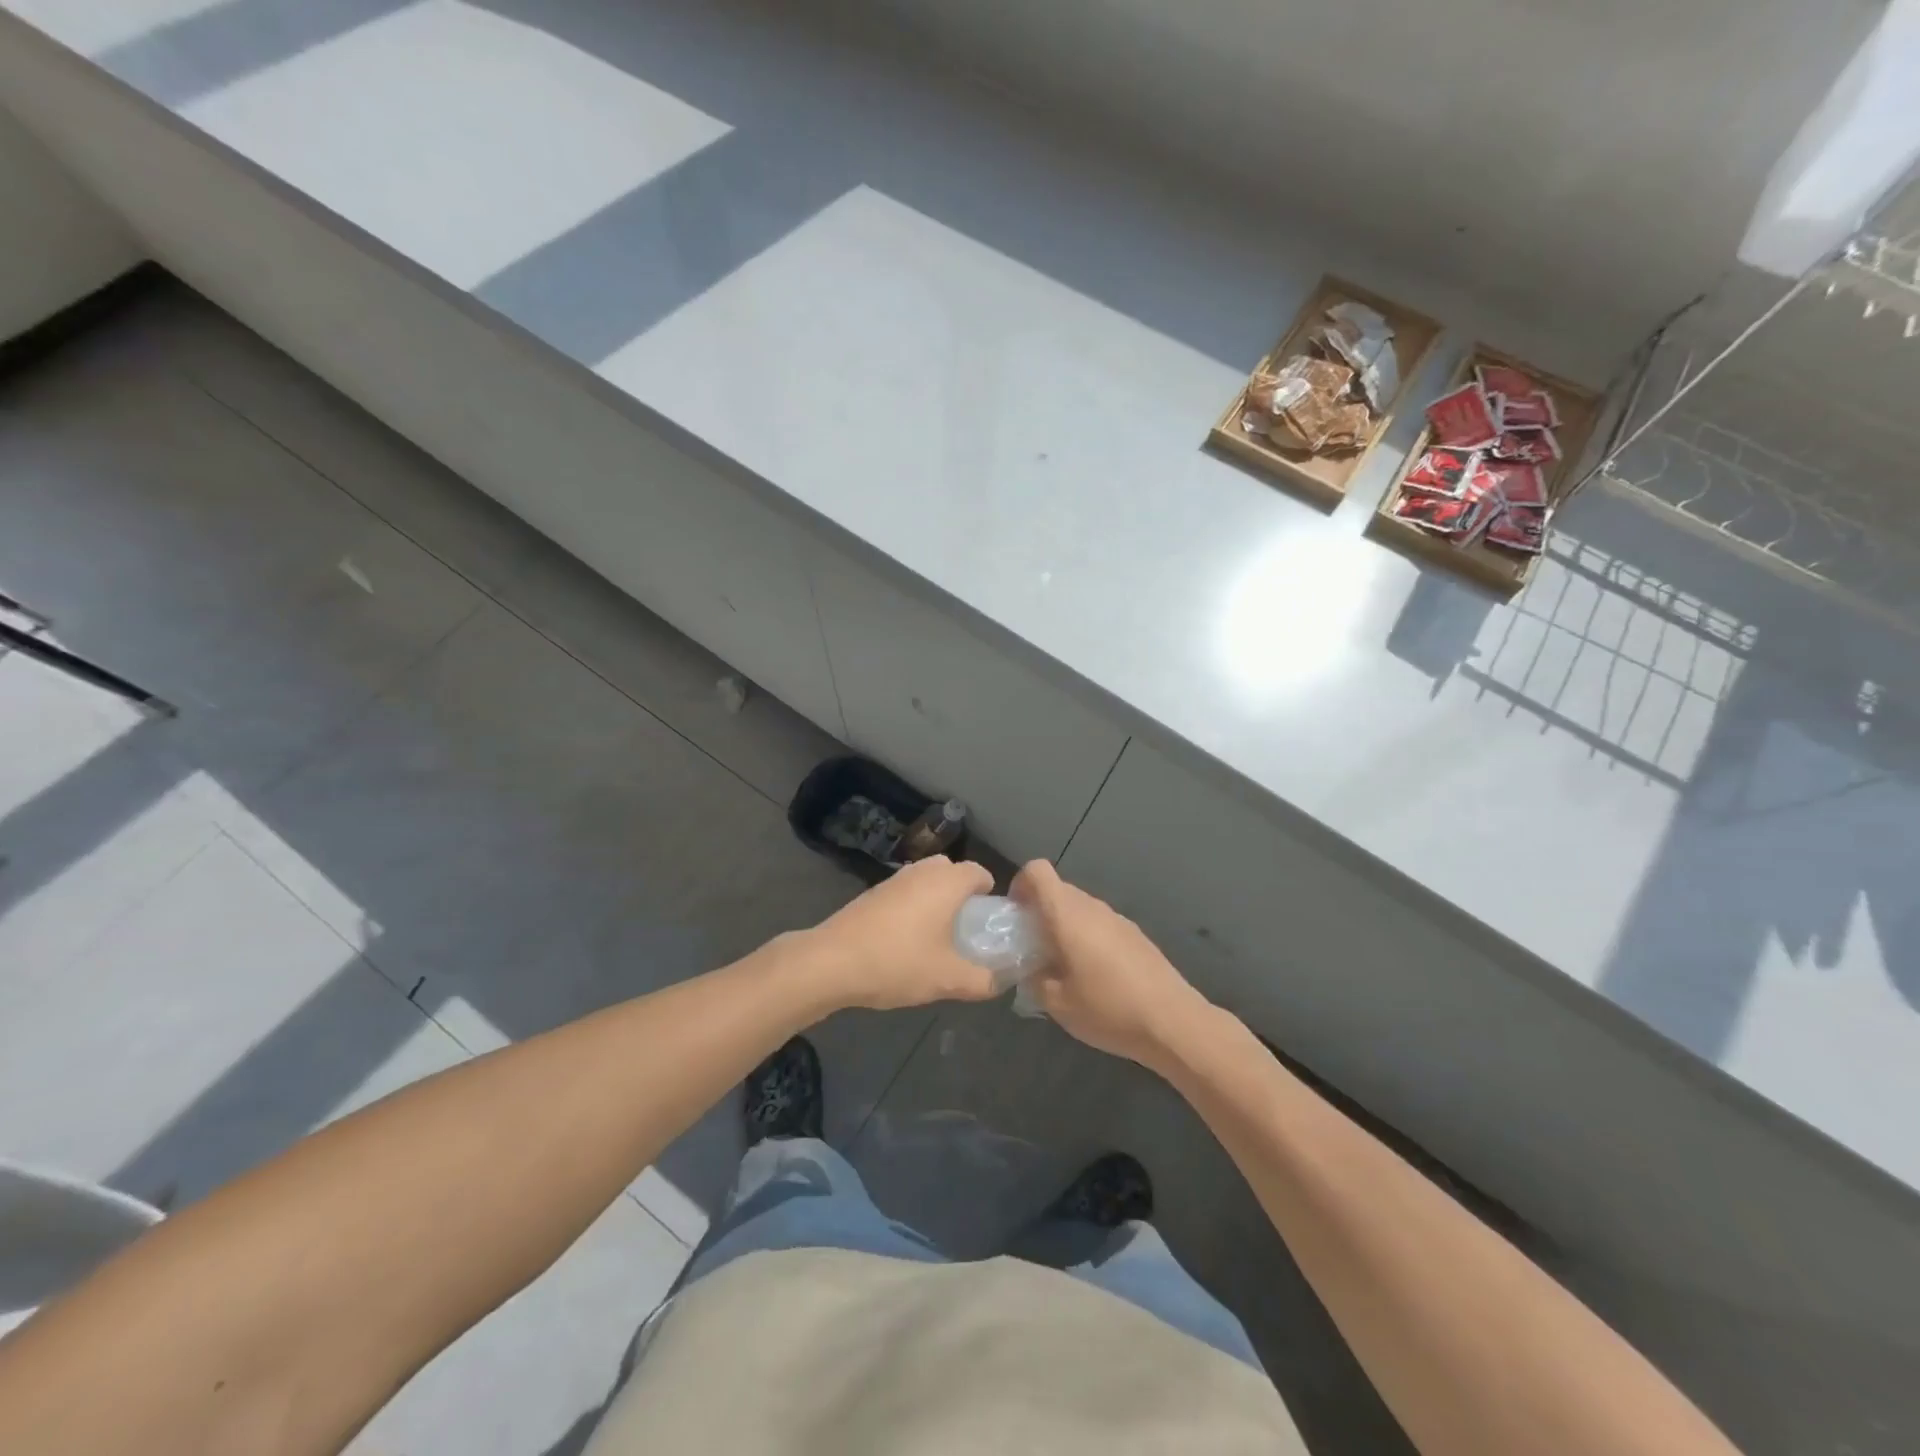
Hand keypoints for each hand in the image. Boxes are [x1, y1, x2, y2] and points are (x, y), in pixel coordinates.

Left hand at [803, 856, 999, 1011]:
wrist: (831, 961)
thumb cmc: (898, 962)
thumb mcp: (948, 979)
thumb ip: (981, 981)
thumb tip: (999, 981)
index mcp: (947, 881)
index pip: (979, 872)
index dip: (989, 895)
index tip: (989, 924)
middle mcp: (922, 871)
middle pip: (952, 873)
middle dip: (962, 896)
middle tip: (965, 931)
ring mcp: (893, 879)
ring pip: (926, 882)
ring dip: (935, 902)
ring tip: (937, 940)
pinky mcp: (872, 893)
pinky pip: (904, 893)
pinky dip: (912, 909)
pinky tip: (905, 943)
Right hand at [1010, 860, 1211, 1070]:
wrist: (1172, 1022)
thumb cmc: (1107, 1008)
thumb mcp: (1056, 1003)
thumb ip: (1033, 979)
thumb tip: (1030, 968)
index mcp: (1067, 914)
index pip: (1037, 871)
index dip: (1020, 884)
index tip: (1015, 915)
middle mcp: (1092, 907)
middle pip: (1057, 890)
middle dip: (1039, 911)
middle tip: (1032, 948)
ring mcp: (1117, 918)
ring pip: (1079, 908)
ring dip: (1064, 926)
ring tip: (1062, 966)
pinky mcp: (1135, 935)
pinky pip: (1100, 924)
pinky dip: (1087, 937)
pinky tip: (1093, 975)